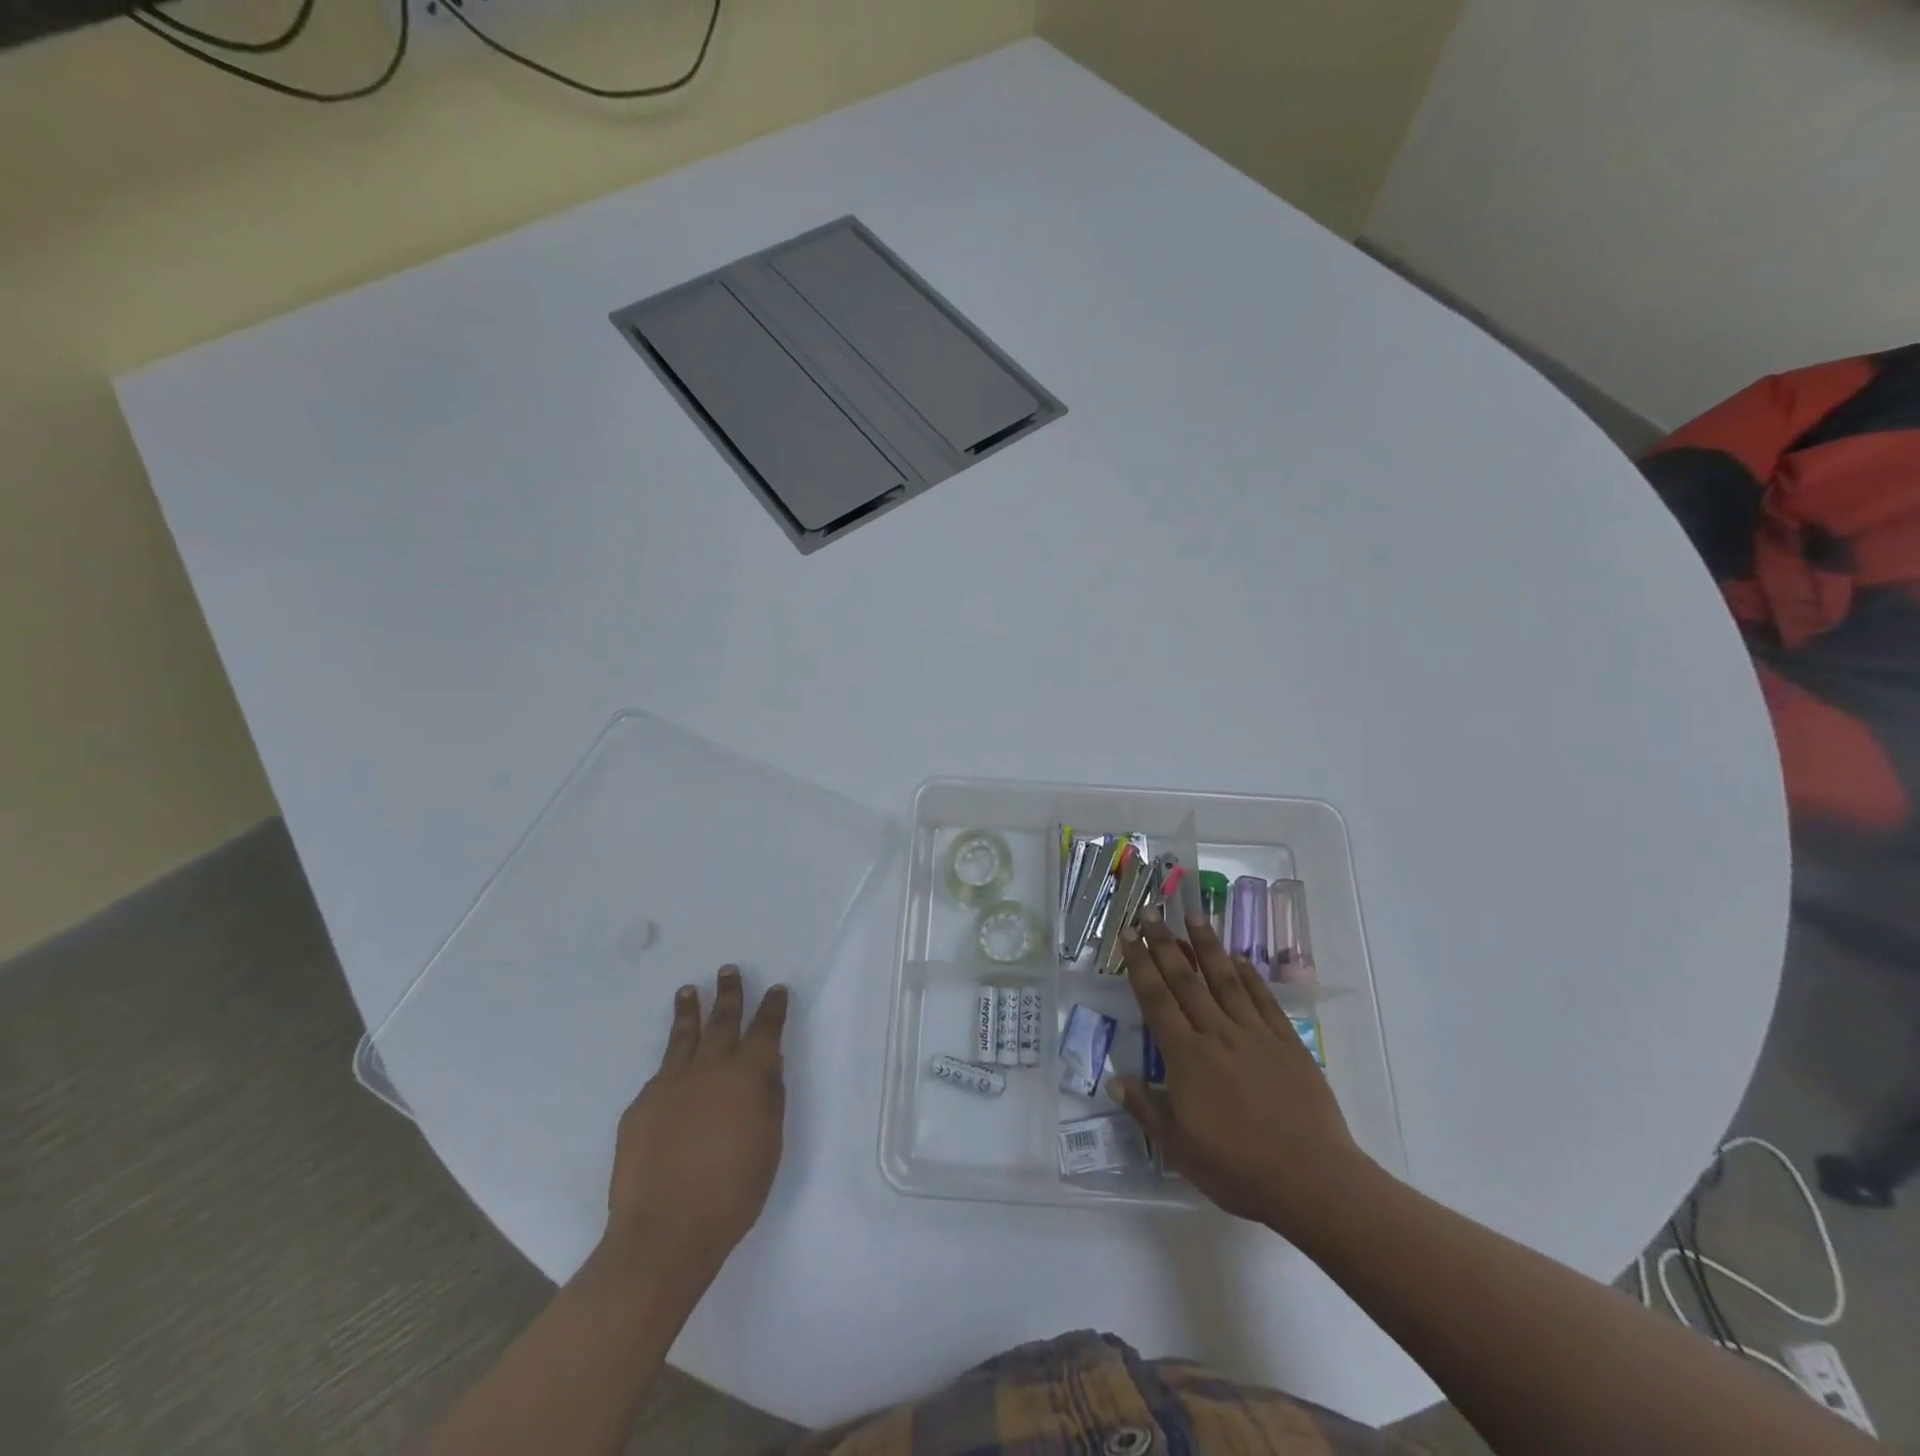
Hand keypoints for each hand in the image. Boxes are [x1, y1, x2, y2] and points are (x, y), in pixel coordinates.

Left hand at [606, 967, 787, 1272]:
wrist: (664, 1232)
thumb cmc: (732, 1193)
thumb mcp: (770, 1143)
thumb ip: (770, 1098)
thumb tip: (768, 1066)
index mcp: (746, 1076)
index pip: (765, 1029)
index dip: (773, 1007)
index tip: (777, 989)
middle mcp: (708, 1068)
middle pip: (722, 1019)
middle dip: (730, 993)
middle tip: (729, 970)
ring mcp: (670, 1083)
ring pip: (683, 1035)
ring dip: (690, 1010)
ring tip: (689, 990)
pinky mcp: (640, 1105)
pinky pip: (661, 1074)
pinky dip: (671, 1064)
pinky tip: (672, 1069)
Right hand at [1111, 913, 1370, 1238]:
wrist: (1313, 1181)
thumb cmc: (1239, 1170)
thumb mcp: (1180, 1149)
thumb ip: (1147, 1109)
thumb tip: (1116, 1078)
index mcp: (1186, 1058)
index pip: (1156, 999)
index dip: (1139, 965)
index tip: (1128, 935)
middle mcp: (1216, 1034)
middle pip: (1185, 979)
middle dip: (1164, 943)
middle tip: (1150, 911)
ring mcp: (1254, 1035)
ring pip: (1224, 979)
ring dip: (1206, 945)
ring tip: (1193, 915)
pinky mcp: (1287, 1043)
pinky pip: (1263, 1000)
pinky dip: (1249, 975)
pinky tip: (1239, 958)